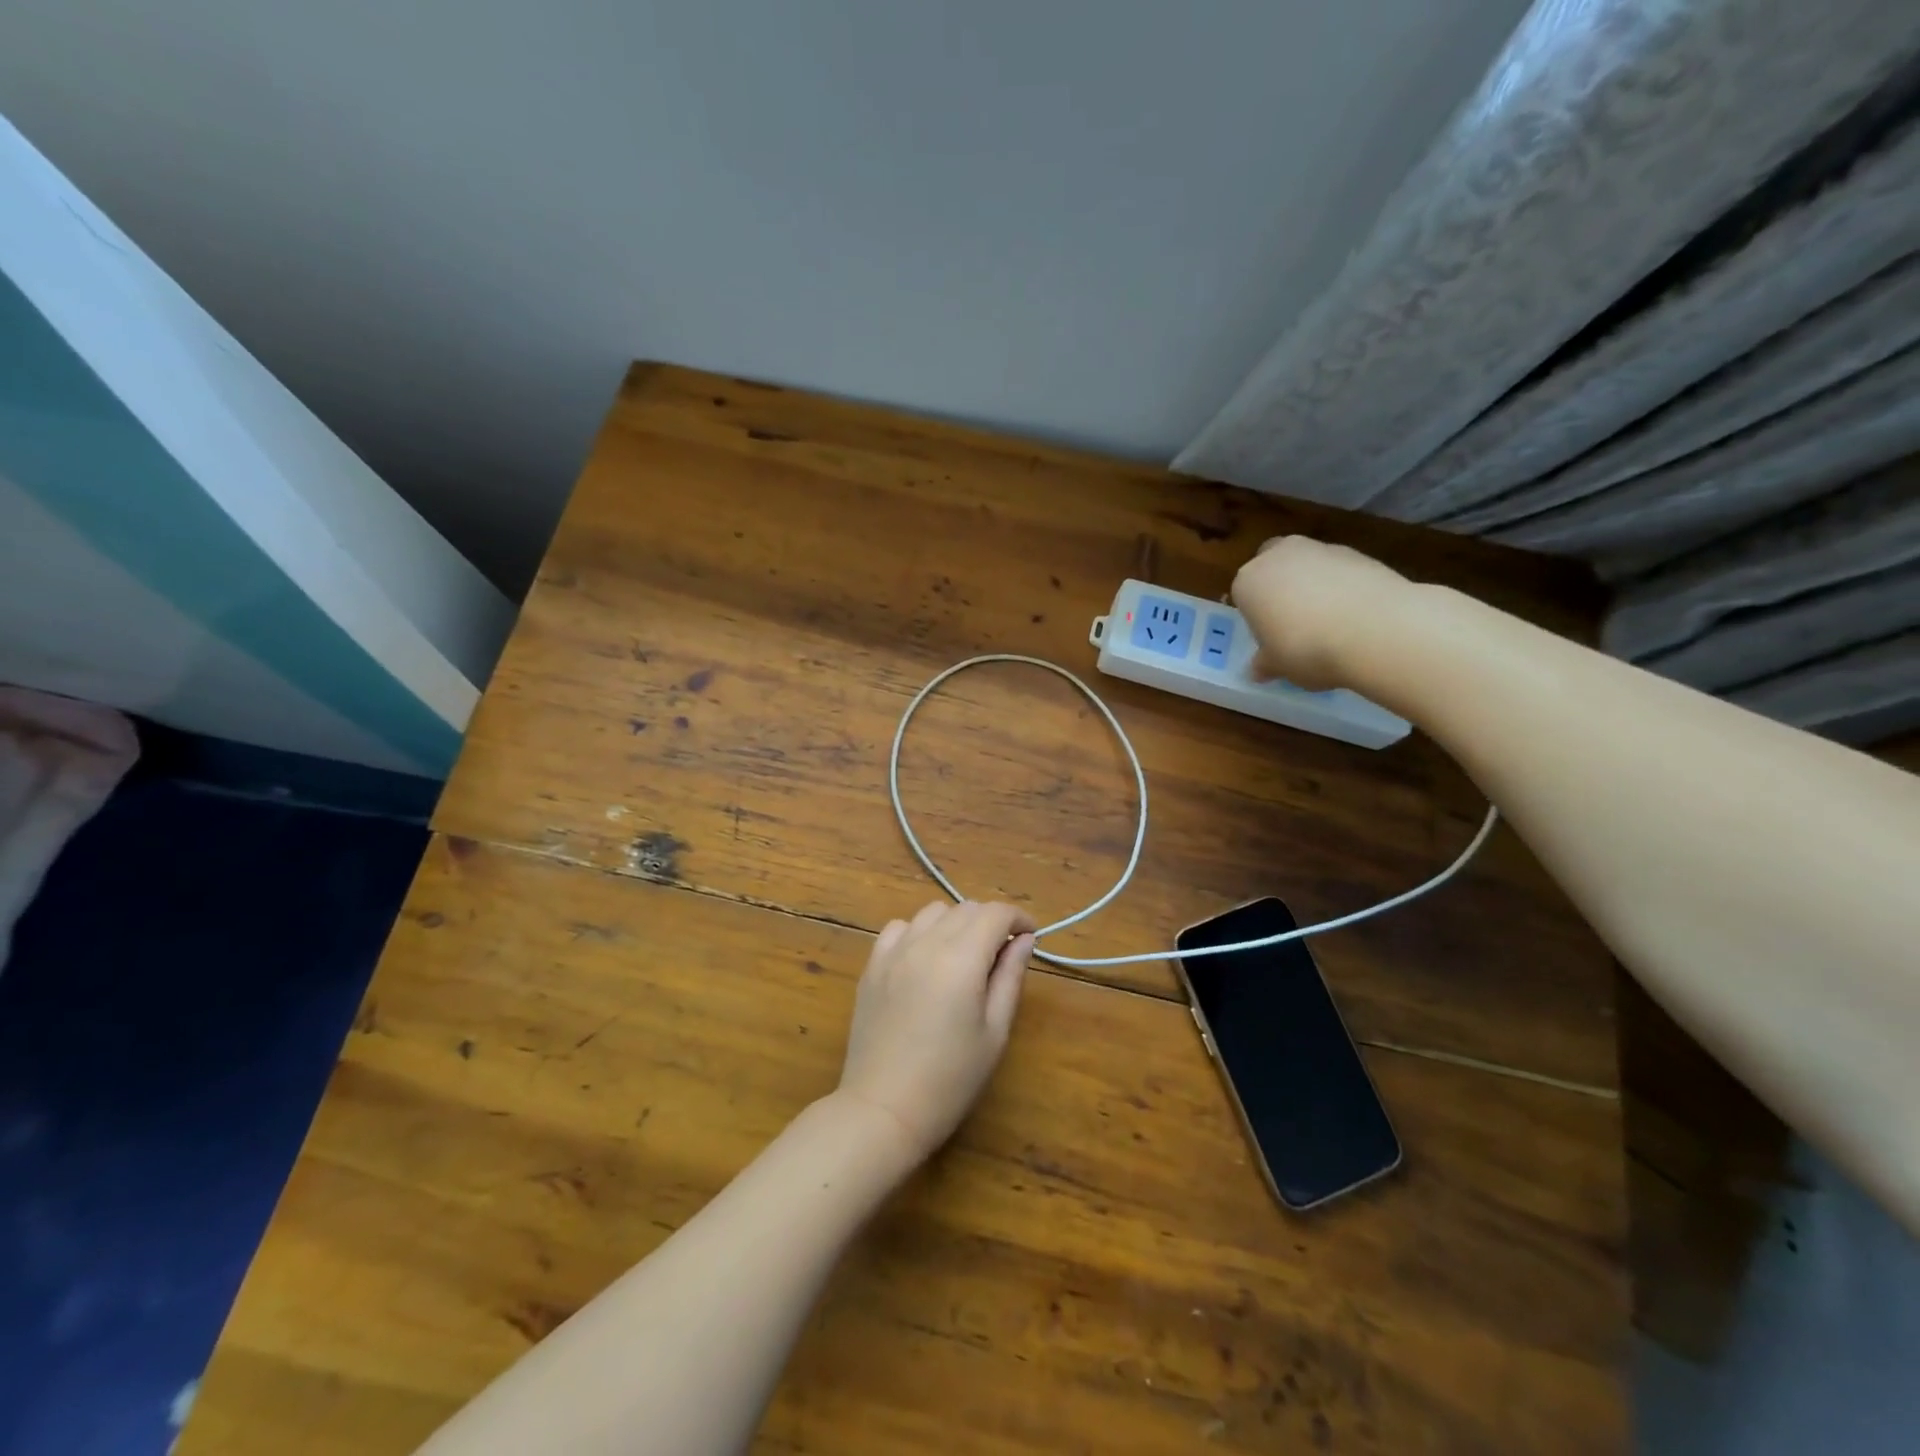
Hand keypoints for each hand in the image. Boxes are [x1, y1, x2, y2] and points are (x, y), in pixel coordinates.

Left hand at [835, 900, 1035, 1163]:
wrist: (884, 1109)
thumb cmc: (951, 1079)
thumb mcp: (994, 1031)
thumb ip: (1010, 977)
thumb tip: (1025, 940)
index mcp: (960, 959)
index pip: (995, 914)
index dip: (1019, 918)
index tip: (1031, 936)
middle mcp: (925, 943)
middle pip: (966, 908)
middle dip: (991, 922)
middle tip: (1002, 954)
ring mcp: (893, 952)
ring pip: (932, 912)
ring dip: (956, 923)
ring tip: (964, 955)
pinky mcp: (872, 965)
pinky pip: (900, 928)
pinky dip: (919, 932)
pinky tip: (925, 959)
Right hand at [1231, 536, 1414, 689]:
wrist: (1374, 630)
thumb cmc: (1305, 649)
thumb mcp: (1278, 666)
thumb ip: (1265, 663)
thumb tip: (1258, 670)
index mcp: (1248, 582)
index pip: (1243, 594)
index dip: (1256, 616)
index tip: (1269, 637)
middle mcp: (1279, 556)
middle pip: (1273, 566)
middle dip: (1280, 586)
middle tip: (1292, 621)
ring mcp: (1321, 549)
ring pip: (1308, 565)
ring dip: (1313, 585)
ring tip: (1330, 622)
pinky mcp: (1359, 553)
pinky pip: (1340, 571)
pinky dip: (1343, 586)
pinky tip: (1355, 615)